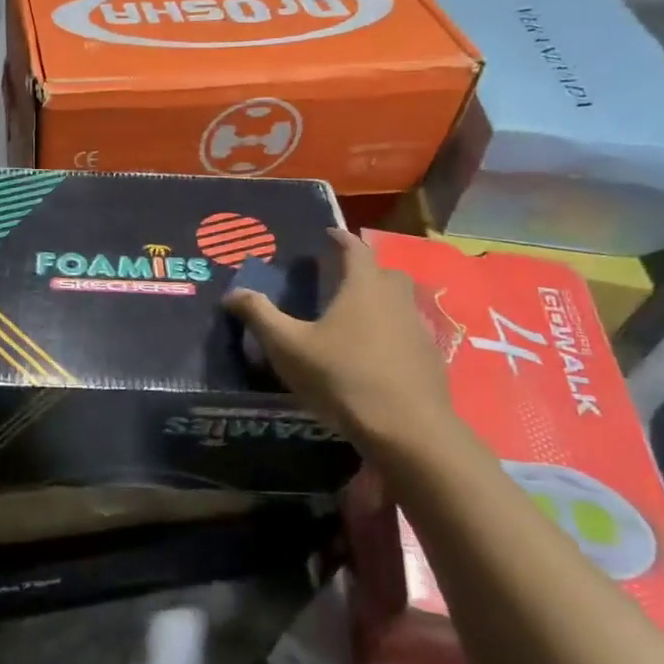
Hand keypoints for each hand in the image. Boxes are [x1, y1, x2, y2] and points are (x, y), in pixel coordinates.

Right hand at [222, 228, 458, 453]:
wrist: (407, 429)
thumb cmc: (342, 377)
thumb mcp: (288, 347)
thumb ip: (260, 316)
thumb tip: (233, 293)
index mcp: (363, 287)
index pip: (355, 249)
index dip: (340, 238)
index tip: (328, 234)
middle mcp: (396, 299)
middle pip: (384, 273)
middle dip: (364, 271)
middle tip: (339, 281)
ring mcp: (419, 329)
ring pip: (400, 304)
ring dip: (379, 304)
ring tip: (353, 321)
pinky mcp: (430, 359)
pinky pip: (408, 334)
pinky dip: (391, 334)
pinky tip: (374, 356)